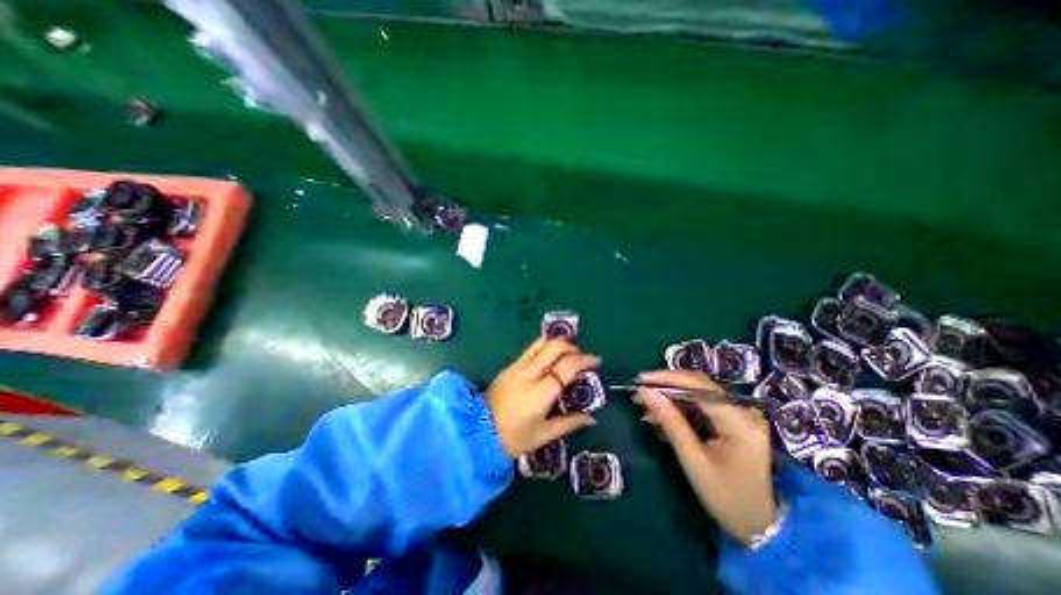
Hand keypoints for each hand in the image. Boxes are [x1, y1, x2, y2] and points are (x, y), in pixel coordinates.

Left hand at [486, 337, 598, 457]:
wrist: (476, 433)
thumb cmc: (513, 438)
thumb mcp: (544, 435)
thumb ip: (569, 423)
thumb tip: (591, 418)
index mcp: (541, 392)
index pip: (566, 366)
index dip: (584, 360)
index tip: (595, 361)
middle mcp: (529, 373)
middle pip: (554, 347)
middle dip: (572, 347)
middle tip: (582, 357)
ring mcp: (517, 367)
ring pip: (540, 343)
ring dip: (557, 343)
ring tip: (567, 353)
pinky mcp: (509, 367)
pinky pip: (530, 350)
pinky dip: (544, 348)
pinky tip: (550, 358)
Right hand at [633, 370, 777, 546]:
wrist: (759, 525)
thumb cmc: (726, 497)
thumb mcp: (693, 460)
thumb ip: (670, 421)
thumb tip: (645, 392)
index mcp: (739, 420)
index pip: (699, 385)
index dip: (667, 379)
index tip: (641, 380)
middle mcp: (743, 410)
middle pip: (698, 385)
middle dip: (667, 386)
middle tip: (640, 391)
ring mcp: (740, 414)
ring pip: (697, 393)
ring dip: (671, 396)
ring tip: (646, 404)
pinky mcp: (733, 420)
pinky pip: (701, 404)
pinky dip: (680, 407)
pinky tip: (662, 414)